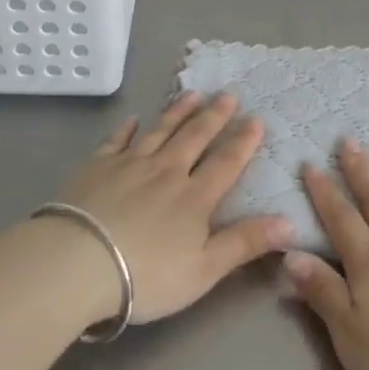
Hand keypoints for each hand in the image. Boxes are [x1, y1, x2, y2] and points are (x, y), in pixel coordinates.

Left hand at [52, 91, 292, 325]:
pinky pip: (116, 141)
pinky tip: (131, 120)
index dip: (244, 141)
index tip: (257, 118)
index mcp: (194, 197)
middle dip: (214, 116)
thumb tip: (291, 221)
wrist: (78, 263)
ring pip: (159, 132)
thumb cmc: (146, 275)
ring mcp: (129, 166)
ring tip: (192, 94)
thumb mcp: (204, 269)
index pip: (226, 162)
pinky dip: (126, 129)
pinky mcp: (96, 168)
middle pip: (194, 138)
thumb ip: (245, 243)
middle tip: (228, 94)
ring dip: (177, 112)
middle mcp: (166, 172)